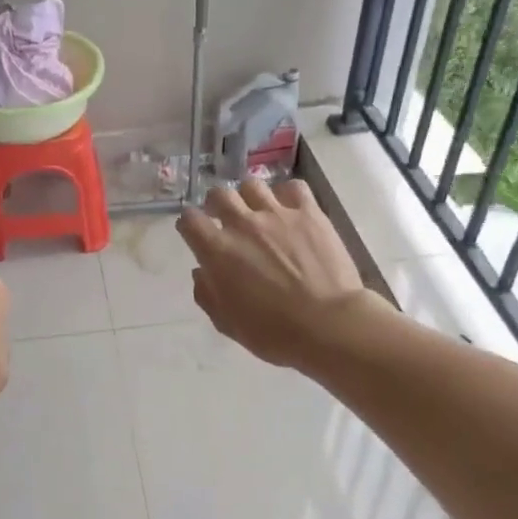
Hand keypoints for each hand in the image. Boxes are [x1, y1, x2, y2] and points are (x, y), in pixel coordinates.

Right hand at [177, 179, 381, 371]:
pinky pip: (293, 187)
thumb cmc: (274, 332)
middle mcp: (243, 224)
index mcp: (218, 250)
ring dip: (249, 197)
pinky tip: (290, 209)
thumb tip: (202, 272)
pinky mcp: (309, 213)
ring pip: (252, 185)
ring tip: (257, 211)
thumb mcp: (227, 323)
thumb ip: (207, 294)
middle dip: (216, 204)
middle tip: (224, 219)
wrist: (329, 325)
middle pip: (219, 194)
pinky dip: (287, 195)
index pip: (189, 219)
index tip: (195, 234)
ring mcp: (277, 214)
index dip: (189, 224)